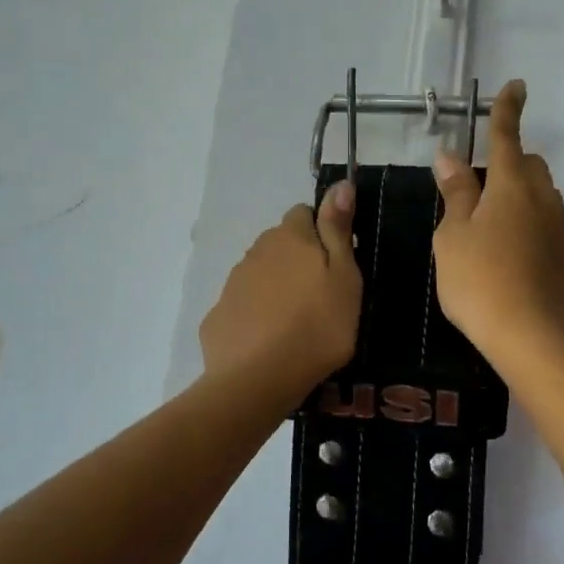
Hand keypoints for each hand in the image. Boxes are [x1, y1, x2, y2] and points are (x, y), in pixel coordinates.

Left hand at [200, 182, 361, 406]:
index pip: (304, 213)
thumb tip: (340, 184)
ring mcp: (233, 283)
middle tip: (320, 295)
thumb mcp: (345, 276)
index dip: (322, 233)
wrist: (258, 379)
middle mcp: (257, 250)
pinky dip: (256, 314)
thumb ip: (338, 228)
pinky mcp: (218, 315)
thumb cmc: (318, 325)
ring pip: (260, 273)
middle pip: (280, 243)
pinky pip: (243, 305)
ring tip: (295, 322)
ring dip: (276, 286)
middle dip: (298, 259)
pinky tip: (268, 341)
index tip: (336, 263)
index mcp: (290, 237)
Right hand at [432, 81, 563, 369]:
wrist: (532, 337)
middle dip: (510, 163)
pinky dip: (528, 225)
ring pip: (541, 197)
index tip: (516, 86)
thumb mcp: (454, 236)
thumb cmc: (480, 281)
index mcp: (512, 186)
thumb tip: (450, 156)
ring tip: (489, 226)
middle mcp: (543, 200)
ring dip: (519, 196)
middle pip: (530, 165)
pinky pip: (546, 226)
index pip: (508, 136)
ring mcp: (559, 230)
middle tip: (478, 187)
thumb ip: (456, 193)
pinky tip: (508, 256)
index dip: (507, 110)